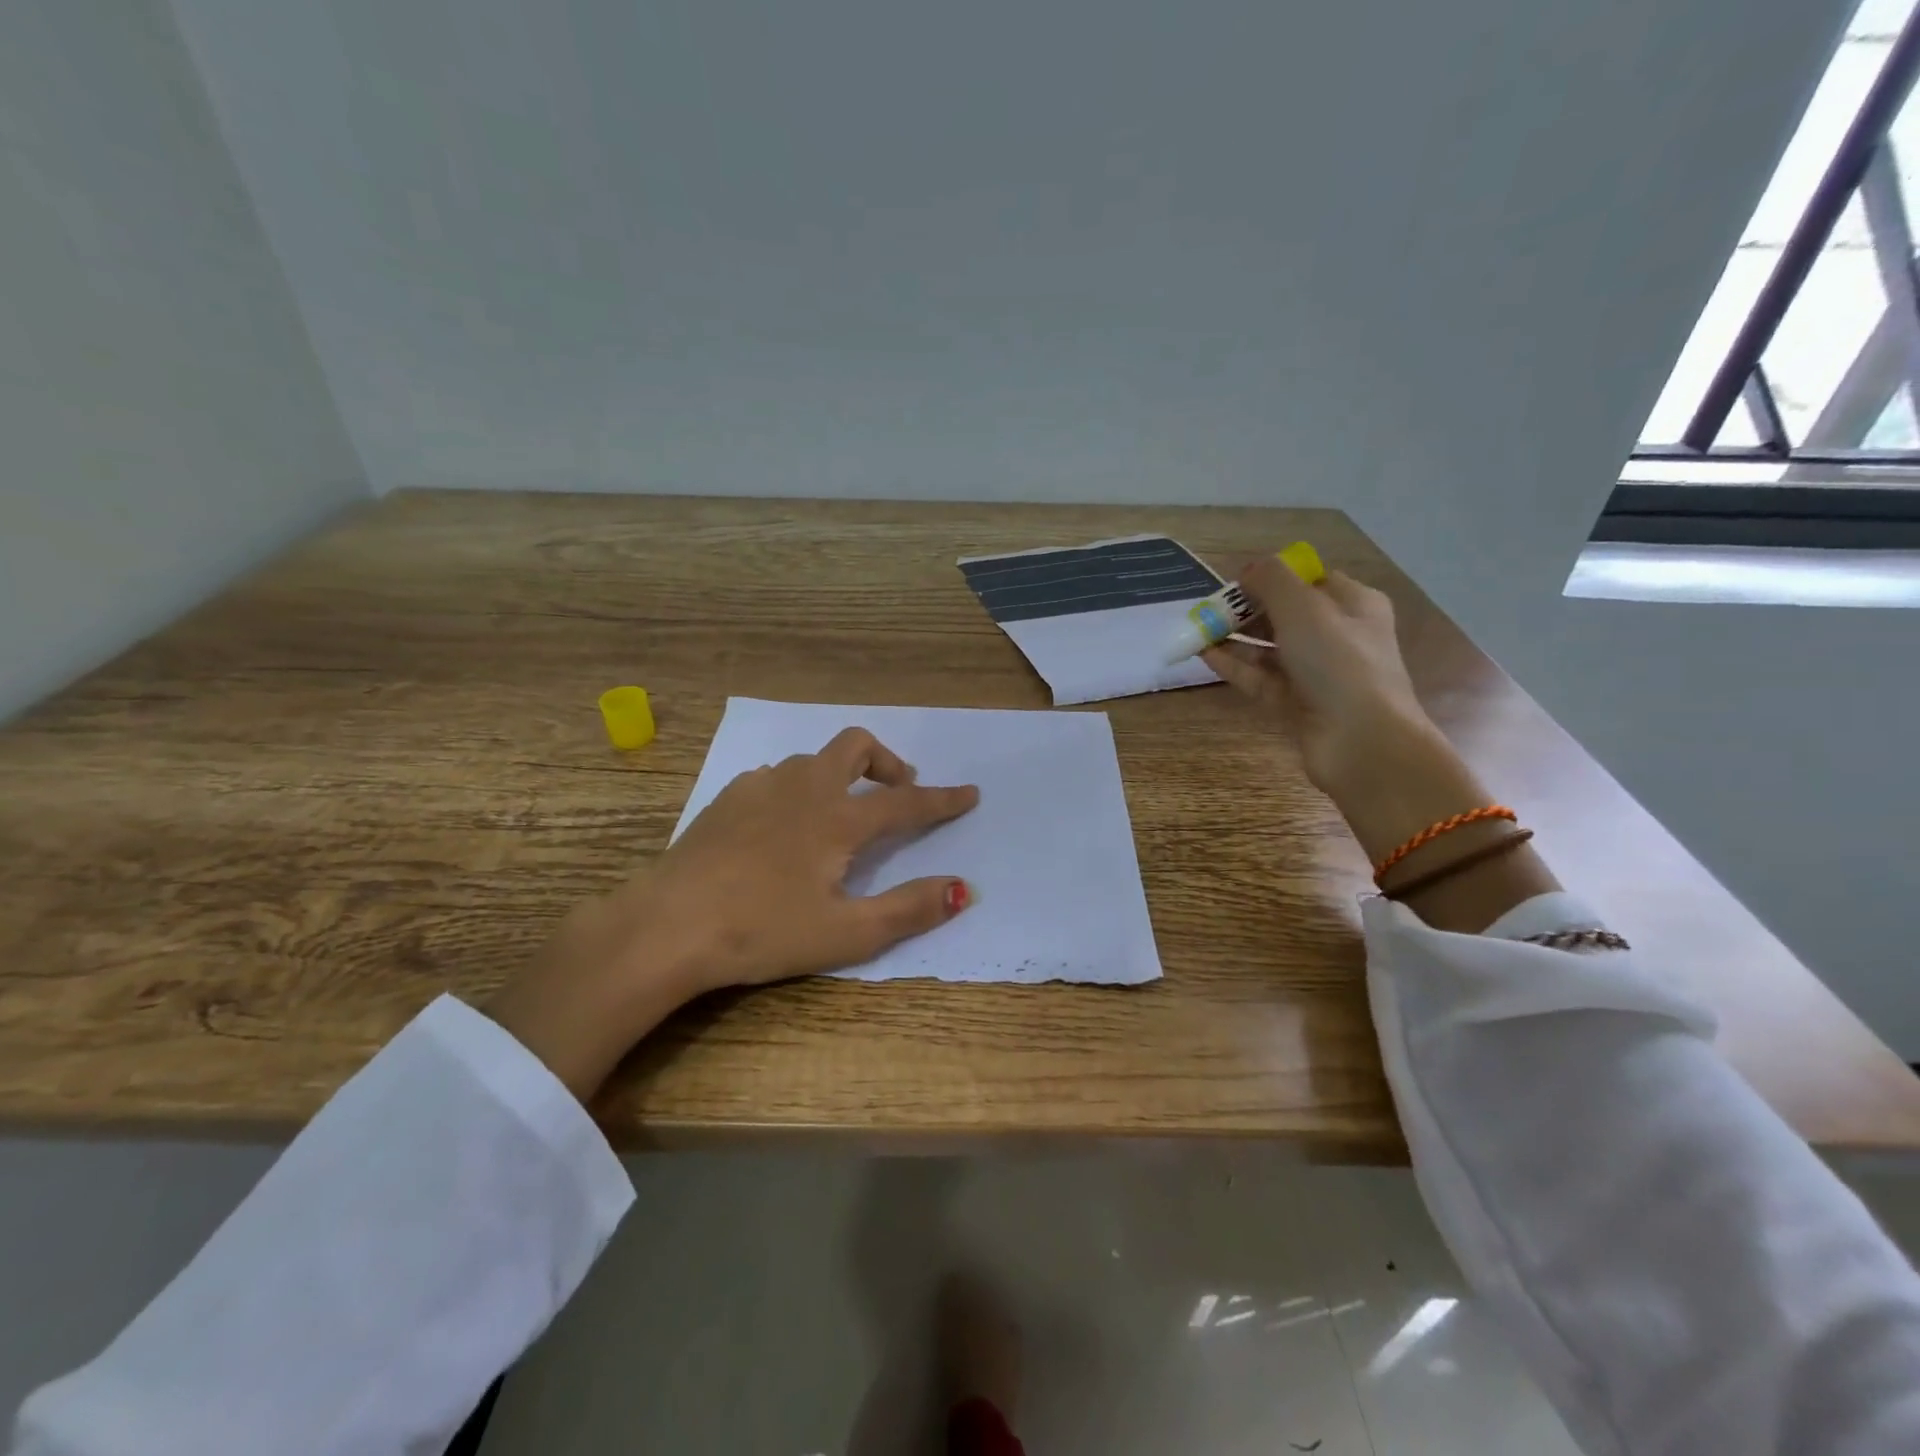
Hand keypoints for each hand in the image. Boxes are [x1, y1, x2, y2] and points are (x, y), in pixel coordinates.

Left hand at [487, 727, 979, 1098]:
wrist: (667, 925)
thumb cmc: (762, 932)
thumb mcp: (845, 934)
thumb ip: (908, 909)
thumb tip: (962, 889)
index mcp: (839, 820)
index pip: (906, 802)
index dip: (942, 800)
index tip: (970, 794)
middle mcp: (805, 790)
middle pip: (856, 745)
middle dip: (886, 762)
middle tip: (896, 793)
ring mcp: (761, 788)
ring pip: (813, 759)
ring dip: (840, 775)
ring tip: (840, 814)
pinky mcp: (727, 799)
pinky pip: (776, 777)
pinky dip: (797, 788)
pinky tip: (783, 825)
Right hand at [1201, 556, 1432, 798]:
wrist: (1361, 741)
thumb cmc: (1338, 663)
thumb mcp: (1304, 608)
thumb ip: (1272, 581)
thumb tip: (1248, 570)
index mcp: (1353, 604)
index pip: (1309, 581)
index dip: (1273, 578)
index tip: (1237, 583)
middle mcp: (1338, 636)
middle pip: (1285, 614)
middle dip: (1247, 610)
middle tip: (1211, 611)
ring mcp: (1317, 673)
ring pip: (1270, 648)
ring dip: (1236, 638)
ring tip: (1199, 632)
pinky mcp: (1297, 703)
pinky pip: (1260, 678)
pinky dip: (1235, 666)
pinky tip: (1205, 656)